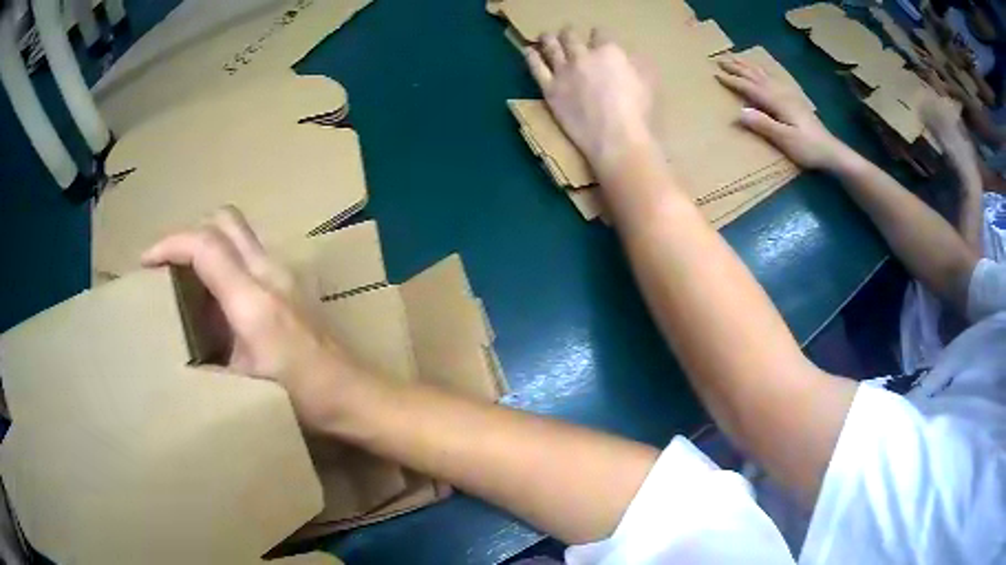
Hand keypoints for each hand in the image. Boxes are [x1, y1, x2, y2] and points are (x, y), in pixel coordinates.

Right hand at [141, 206, 362, 430]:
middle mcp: (270, 272)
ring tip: (184, 278)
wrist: (355, 396)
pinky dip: (225, 260)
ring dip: (208, 245)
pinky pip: (249, 255)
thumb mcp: (244, 388)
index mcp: (252, 298)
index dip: (170, 244)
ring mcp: (285, 274)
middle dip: (190, 233)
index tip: (145, 261)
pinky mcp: (291, 284)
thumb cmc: (302, 399)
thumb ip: (208, 363)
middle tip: (167, 264)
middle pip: (225, 220)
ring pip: (238, 234)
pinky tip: (214, 296)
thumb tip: (179, 354)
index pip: (205, 245)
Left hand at [525, 27, 656, 176]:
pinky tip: (529, 51)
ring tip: (546, 36)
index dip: (599, 33)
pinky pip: (537, 68)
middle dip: (570, 32)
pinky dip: (532, 56)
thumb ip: (640, 65)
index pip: (601, 34)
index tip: (598, 35)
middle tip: (567, 32)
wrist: (615, 137)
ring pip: (552, 47)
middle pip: (572, 37)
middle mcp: (583, 56)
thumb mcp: (648, 82)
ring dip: (548, 39)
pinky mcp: (550, 89)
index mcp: (609, 51)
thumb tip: (633, 56)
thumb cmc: (638, 112)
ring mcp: (563, 71)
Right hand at [716, 58, 845, 170]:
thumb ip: (763, 125)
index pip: (750, 87)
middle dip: (737, 66)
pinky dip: (763, 70)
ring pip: (764, 74)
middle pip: (755, 75)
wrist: (830, 151)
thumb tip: (740, 112)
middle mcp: (781, 93)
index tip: (716, 74)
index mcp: (777, 101)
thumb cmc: (807, 148)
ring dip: (748, 65)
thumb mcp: (785, 140)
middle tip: (720, 58)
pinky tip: (761, 70)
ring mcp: (788, 94)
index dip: (733, 80)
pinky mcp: (793, 99)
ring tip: (736, 57)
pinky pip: (773, 78)